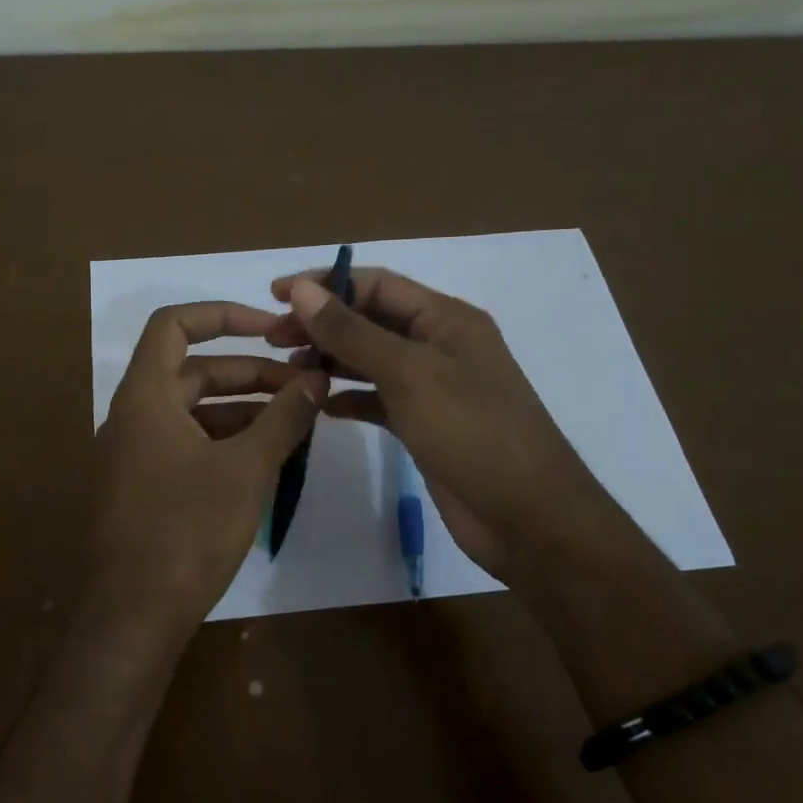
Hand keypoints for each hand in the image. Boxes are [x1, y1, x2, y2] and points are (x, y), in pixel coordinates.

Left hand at [89, 302, 324, 636]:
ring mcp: (136, 454)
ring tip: (296, 420)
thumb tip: (317, 378)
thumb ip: (284, 418)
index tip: (273, 328)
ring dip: (244, 409)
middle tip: (304, 384)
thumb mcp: (246, 469)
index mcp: (146, 396)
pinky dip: (226, 441)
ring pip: (195, 411)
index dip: (224, 315)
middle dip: (251, 372)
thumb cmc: (186, 531)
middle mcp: (134, 416)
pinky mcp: (145, 487)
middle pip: (194, 371)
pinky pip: (189, 445)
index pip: (175, 325)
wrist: (132, 615)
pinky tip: (267, 458)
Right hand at [270, 268, 631, 585]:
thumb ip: (352, 331)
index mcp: (446, 319)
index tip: (274, 296)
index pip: (376, 284)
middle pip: (370, 320)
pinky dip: (350, 399)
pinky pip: (378, 401)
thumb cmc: (473, 433)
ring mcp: (433, 388)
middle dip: (322, 324)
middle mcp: (439, 346)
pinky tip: (321, 407)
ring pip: (372, 361)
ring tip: (289, 369)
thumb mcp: (409, 374)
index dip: (324, 284)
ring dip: (332, 360)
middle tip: (273, 338)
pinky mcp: (426, 426)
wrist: (529, 518)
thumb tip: (301, 289)